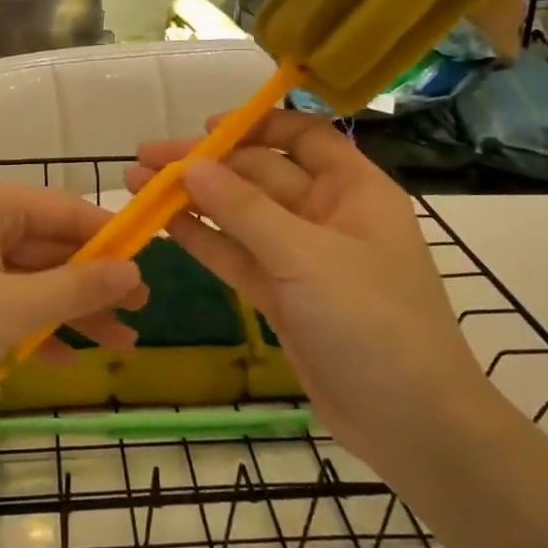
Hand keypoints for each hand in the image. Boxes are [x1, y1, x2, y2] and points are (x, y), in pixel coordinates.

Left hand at [0, 177, 146, 435]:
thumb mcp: (12, 310)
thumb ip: (78, 287)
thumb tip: (133, 270)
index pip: (64, 209)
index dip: (110, 238)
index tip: (150, 266)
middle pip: (46, 244)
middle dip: (91, 284)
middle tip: (139, 314)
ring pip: (24, 275)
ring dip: (67, 309)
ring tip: (119, 344)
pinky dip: (28, 322)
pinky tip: (66, 356)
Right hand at [126, 112, 487, 476]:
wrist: (411, 424)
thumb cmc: (374, 323)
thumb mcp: (307, 258)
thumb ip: (245, 210)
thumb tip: (191, 165)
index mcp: (352, 189)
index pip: (303, 136)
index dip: (255, 124)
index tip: (204, 128)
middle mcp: (326, 214)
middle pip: (259, 174)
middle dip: (204, 166)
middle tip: (144, 159)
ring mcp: (301, 258)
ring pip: (240, 216)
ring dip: (192, 200)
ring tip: (136, 184)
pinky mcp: (281, 295)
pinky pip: (236, 256)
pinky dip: (202, 240)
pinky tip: (163, 225)